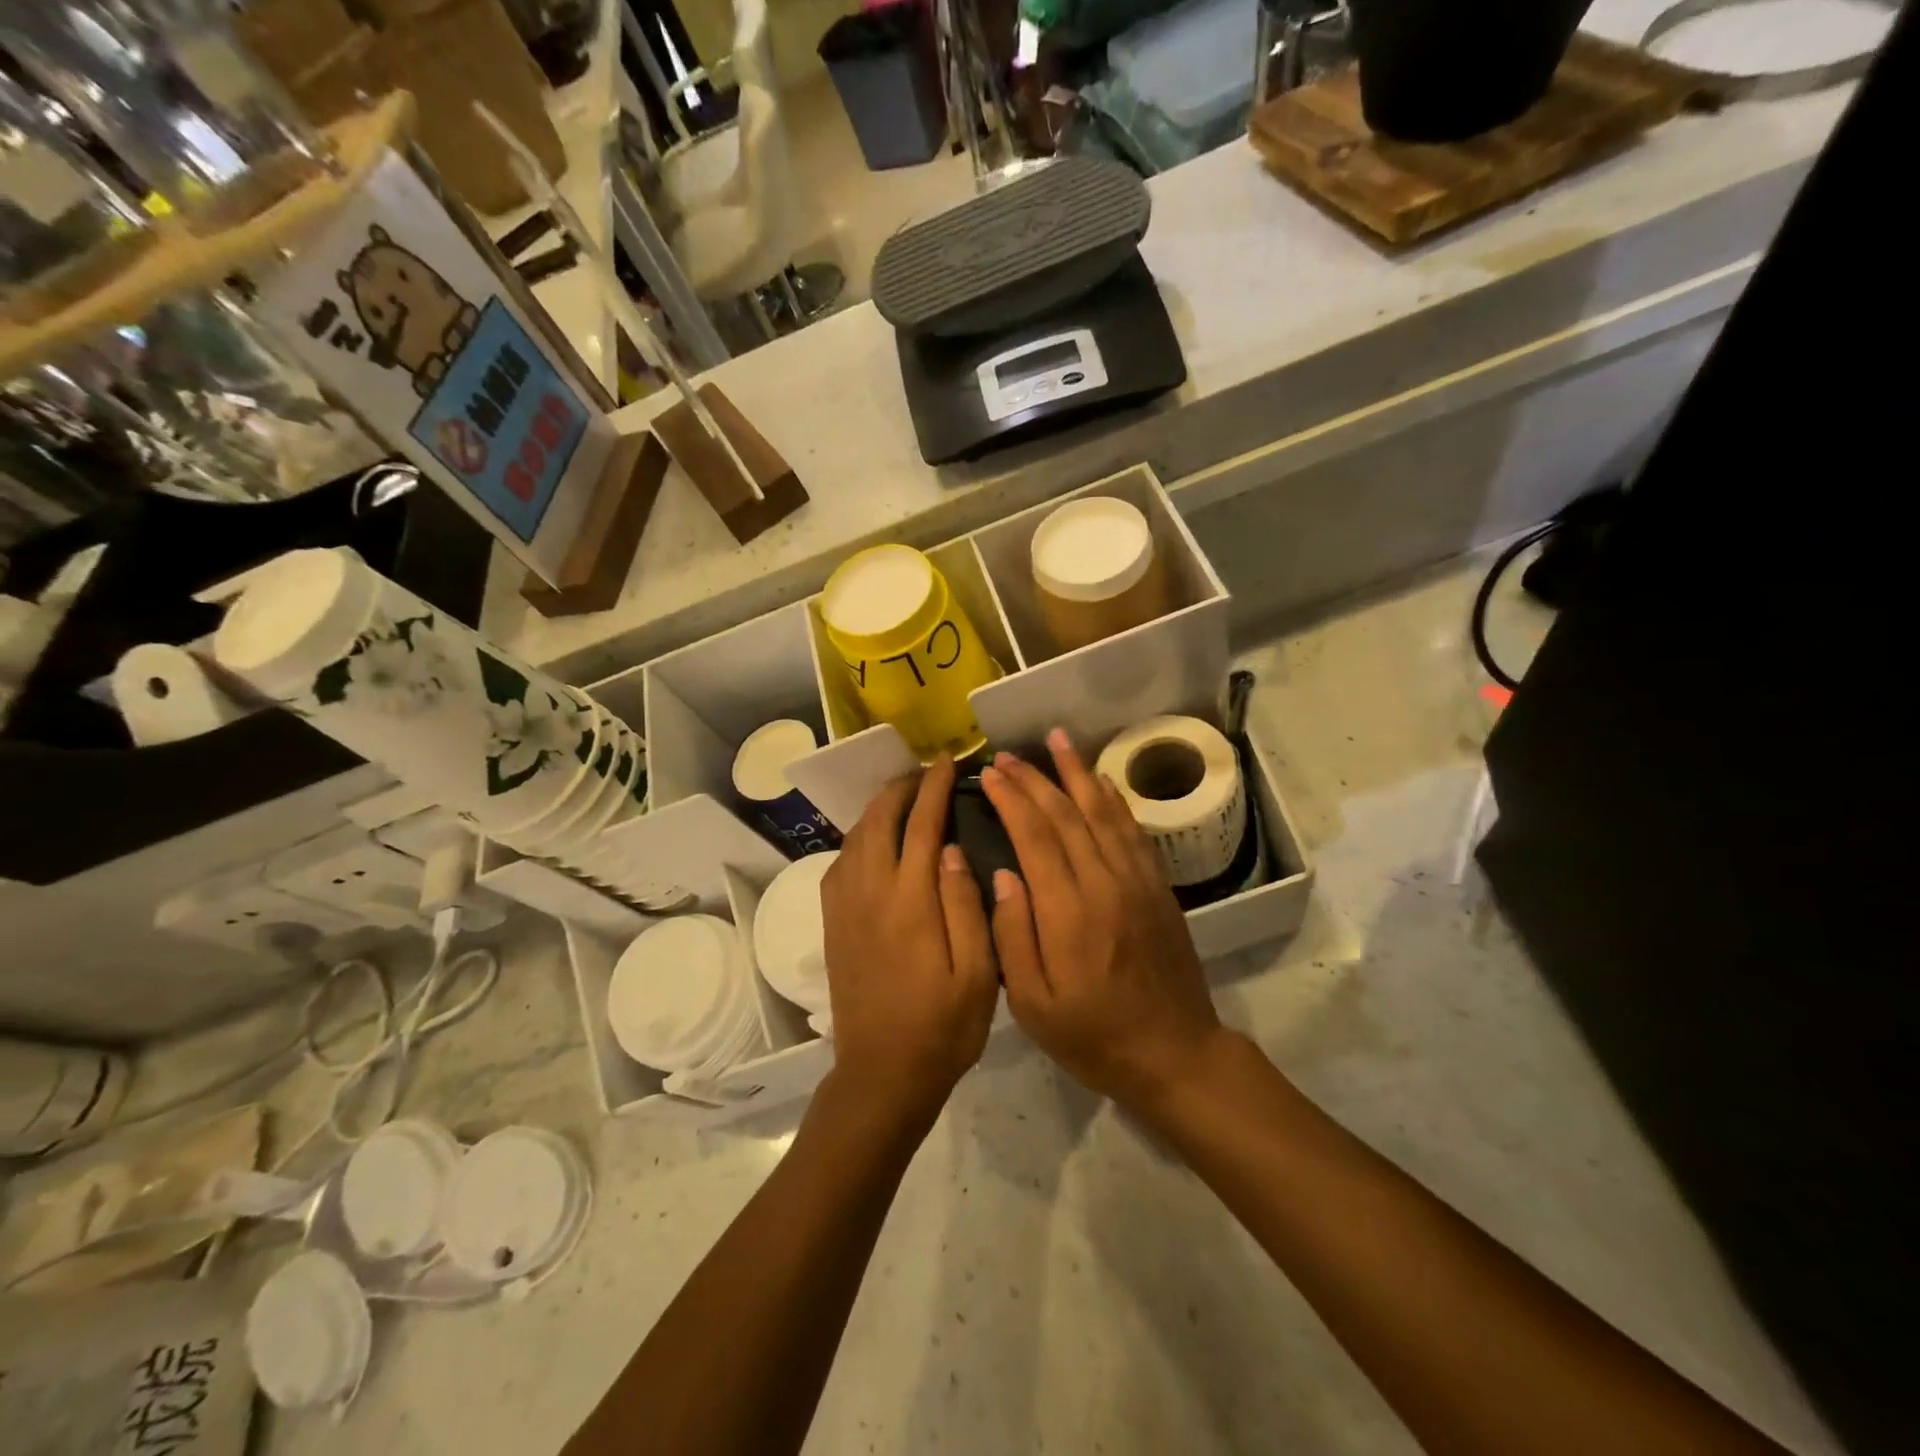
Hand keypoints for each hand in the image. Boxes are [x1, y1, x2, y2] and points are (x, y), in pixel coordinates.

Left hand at [821, 755, 998, 1126]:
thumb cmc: (942, 1026)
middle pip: (879, 820)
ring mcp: (845, 906)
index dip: (934, 787)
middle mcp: (870, 892)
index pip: (921, 825)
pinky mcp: (832, 922)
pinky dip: (858, 837)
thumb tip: (949, 847)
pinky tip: (874, 840)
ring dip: (878, 808)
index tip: (947, 762)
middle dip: (902, 788)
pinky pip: (840, 862)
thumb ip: (964, 904)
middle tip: (927, 775)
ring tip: (903, 799)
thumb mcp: (976, 972)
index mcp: (910, 901)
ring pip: (855, 836)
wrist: (882, 1072)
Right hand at [981, 728, 1225, 1110]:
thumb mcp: (1034, 1006)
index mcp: (1069, 913)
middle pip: (1066, 815)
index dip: (1011, 800)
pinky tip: (1101, 780)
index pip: (1035, 837)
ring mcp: (1137, 881)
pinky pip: (1133, 830)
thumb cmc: (1093, 1036)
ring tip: (1057, 740)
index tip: (989, 775)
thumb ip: (1013, 937)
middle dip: (1034, 779)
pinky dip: (1114, 799)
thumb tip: (1003, 874)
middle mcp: (1105, 884)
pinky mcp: (1157, 887)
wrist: (1174, 1053)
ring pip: (1102, 812)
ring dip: (1077, 772)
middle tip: (1007, 755)